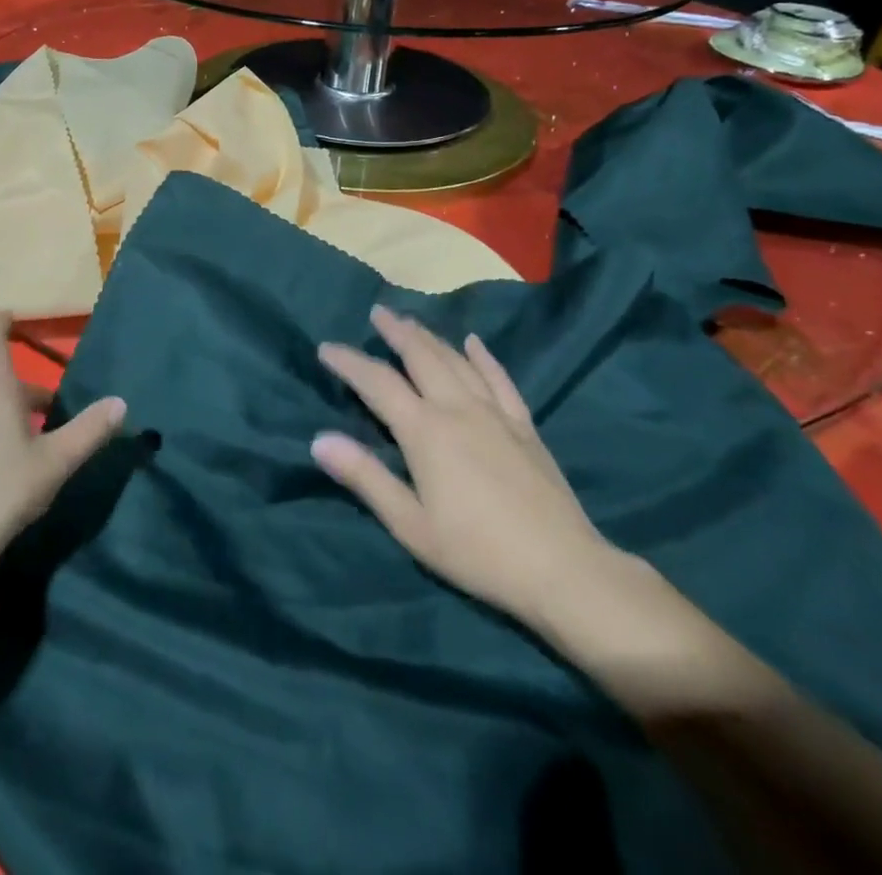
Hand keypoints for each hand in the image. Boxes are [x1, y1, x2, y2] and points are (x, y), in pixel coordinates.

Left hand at [0, 316, 126, 580]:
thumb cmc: (0, 490)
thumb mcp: (55, 462)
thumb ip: (88, 431)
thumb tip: (120, 402)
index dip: (1, 325)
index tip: (10, 314)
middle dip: (24, 387)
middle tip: (54, 403)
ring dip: (11, 413)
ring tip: (39, 438)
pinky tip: (10, 467)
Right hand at [314, 304, 621, 629]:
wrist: (562, 569)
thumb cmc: (477, 551)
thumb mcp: (410, 524)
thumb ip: (365, 477)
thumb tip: (319, 439)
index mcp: (425, 430)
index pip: (378, 383)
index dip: (349, 362)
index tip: (326, 347)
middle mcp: (457, 408)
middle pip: (421, 357)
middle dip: (396, 332)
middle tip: (378, 312)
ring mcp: (495, 413)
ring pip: (456, 361)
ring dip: (431, 337)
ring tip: (412, 322)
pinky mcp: (524, 426)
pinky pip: (499, 379)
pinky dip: (484, 357)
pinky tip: (474, 343)